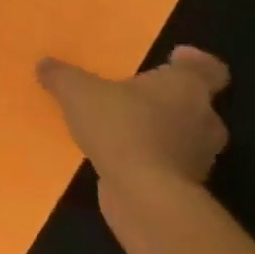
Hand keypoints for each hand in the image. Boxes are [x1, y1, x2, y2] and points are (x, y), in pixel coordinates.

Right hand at [38, 46, 230, 226]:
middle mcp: (203, 120)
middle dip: (170, 100)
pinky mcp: (187, 189)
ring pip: (184, 136)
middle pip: (196, 103)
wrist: (144, 196)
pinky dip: (152, 160)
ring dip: (161, 132)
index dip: (196, 62)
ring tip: (124, 127)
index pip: (210, 69)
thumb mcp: (78, 92)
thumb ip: (62, 76)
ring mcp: (199, 158)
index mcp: (187, 87)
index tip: (174, 57)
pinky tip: (122, 158)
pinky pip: (170, 165)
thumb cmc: (121, 127)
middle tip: (137, 95)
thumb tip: (44, 64)